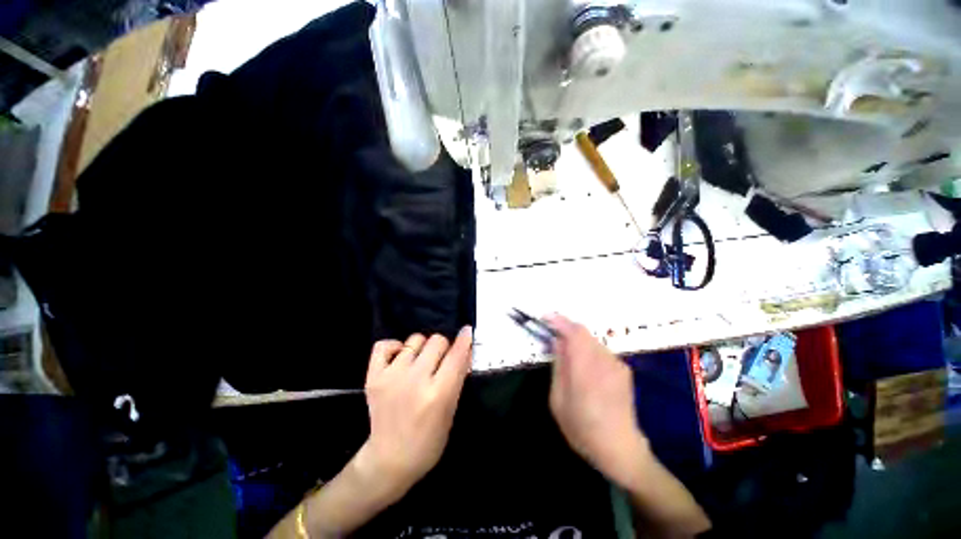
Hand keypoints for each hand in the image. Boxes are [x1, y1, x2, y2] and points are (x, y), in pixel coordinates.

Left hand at [357, 327, 472, 501]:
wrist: (390, 460)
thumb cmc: (429, 440)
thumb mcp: (451, 411)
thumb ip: (458, 378)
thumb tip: (465, 350)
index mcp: (438, 393)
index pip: (456, 354)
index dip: (464, 340)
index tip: (466, 331)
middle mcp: (415, 380)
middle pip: (437, 340)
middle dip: (444, 348)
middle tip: (440, 361)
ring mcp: (392, 376)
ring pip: (415, 339)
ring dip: (422, 348)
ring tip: (420, 363)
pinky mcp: (373, 377)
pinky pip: (384, 345)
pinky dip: (395, 347)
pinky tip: (400, 358)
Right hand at [547, 315, 647, 486]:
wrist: (621, 449)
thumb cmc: (582, 429)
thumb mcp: (558, 401)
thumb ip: (559, 367)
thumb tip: (557, 341)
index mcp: (586, 371)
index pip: (574, 334)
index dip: (559, 321)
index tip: (546, 317)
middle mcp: (604, 362)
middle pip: (583, 333)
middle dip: (566, 328)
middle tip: (552, 335)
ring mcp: (617, 365)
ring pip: (592, 340)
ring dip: (577, 339)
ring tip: (567, 354)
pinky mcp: (624, 369)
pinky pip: (601, 350)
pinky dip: (588, 349)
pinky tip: (584, 367)